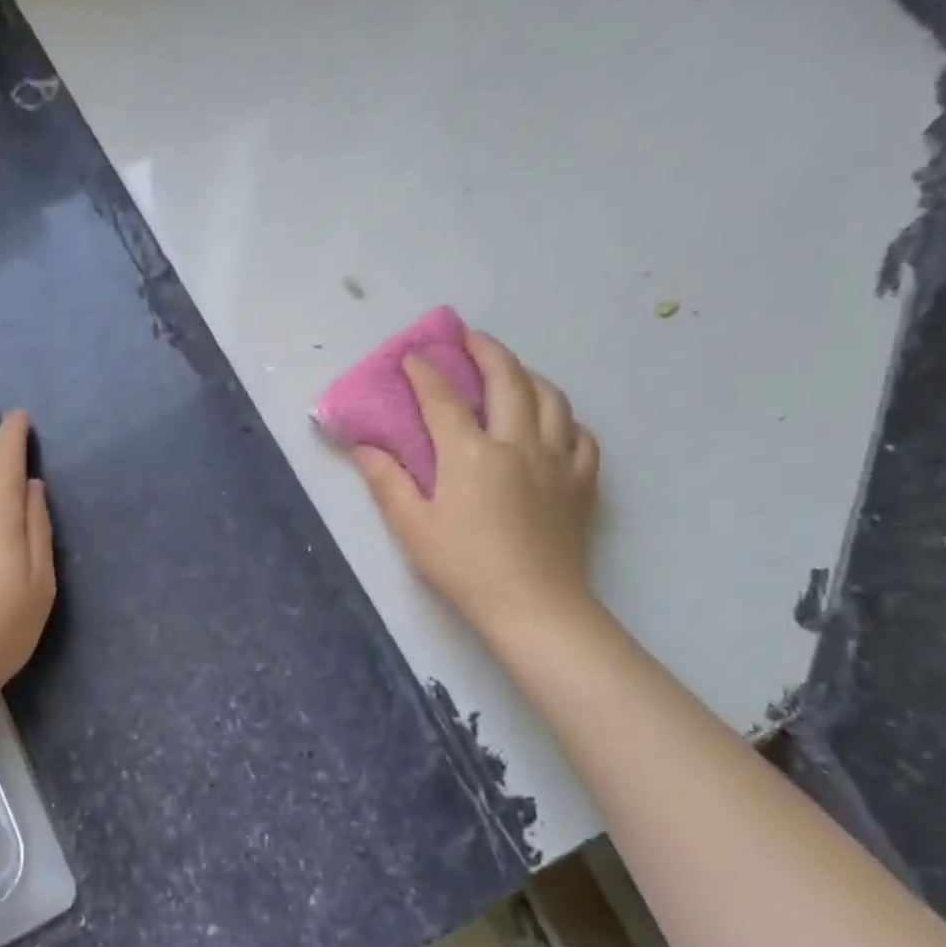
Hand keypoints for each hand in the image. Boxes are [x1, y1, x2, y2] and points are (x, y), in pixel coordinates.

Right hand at [352, 332, 599, 639]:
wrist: (534, 607)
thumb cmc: (464, 568)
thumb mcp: (412, 528)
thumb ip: (387, 481)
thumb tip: (363, 447)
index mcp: (471, 454)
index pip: (443, 398)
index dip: (424, 372)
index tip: (412, 357)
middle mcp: (518, 443)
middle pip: (507, 379)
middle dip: (485, 350)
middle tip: (469, 339)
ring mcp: (557, 459)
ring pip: (550, 398)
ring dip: (527, 375)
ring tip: (510, 372)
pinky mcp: (582, 481)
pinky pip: (581, 434)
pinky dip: (564, 418)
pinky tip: (553, 424)